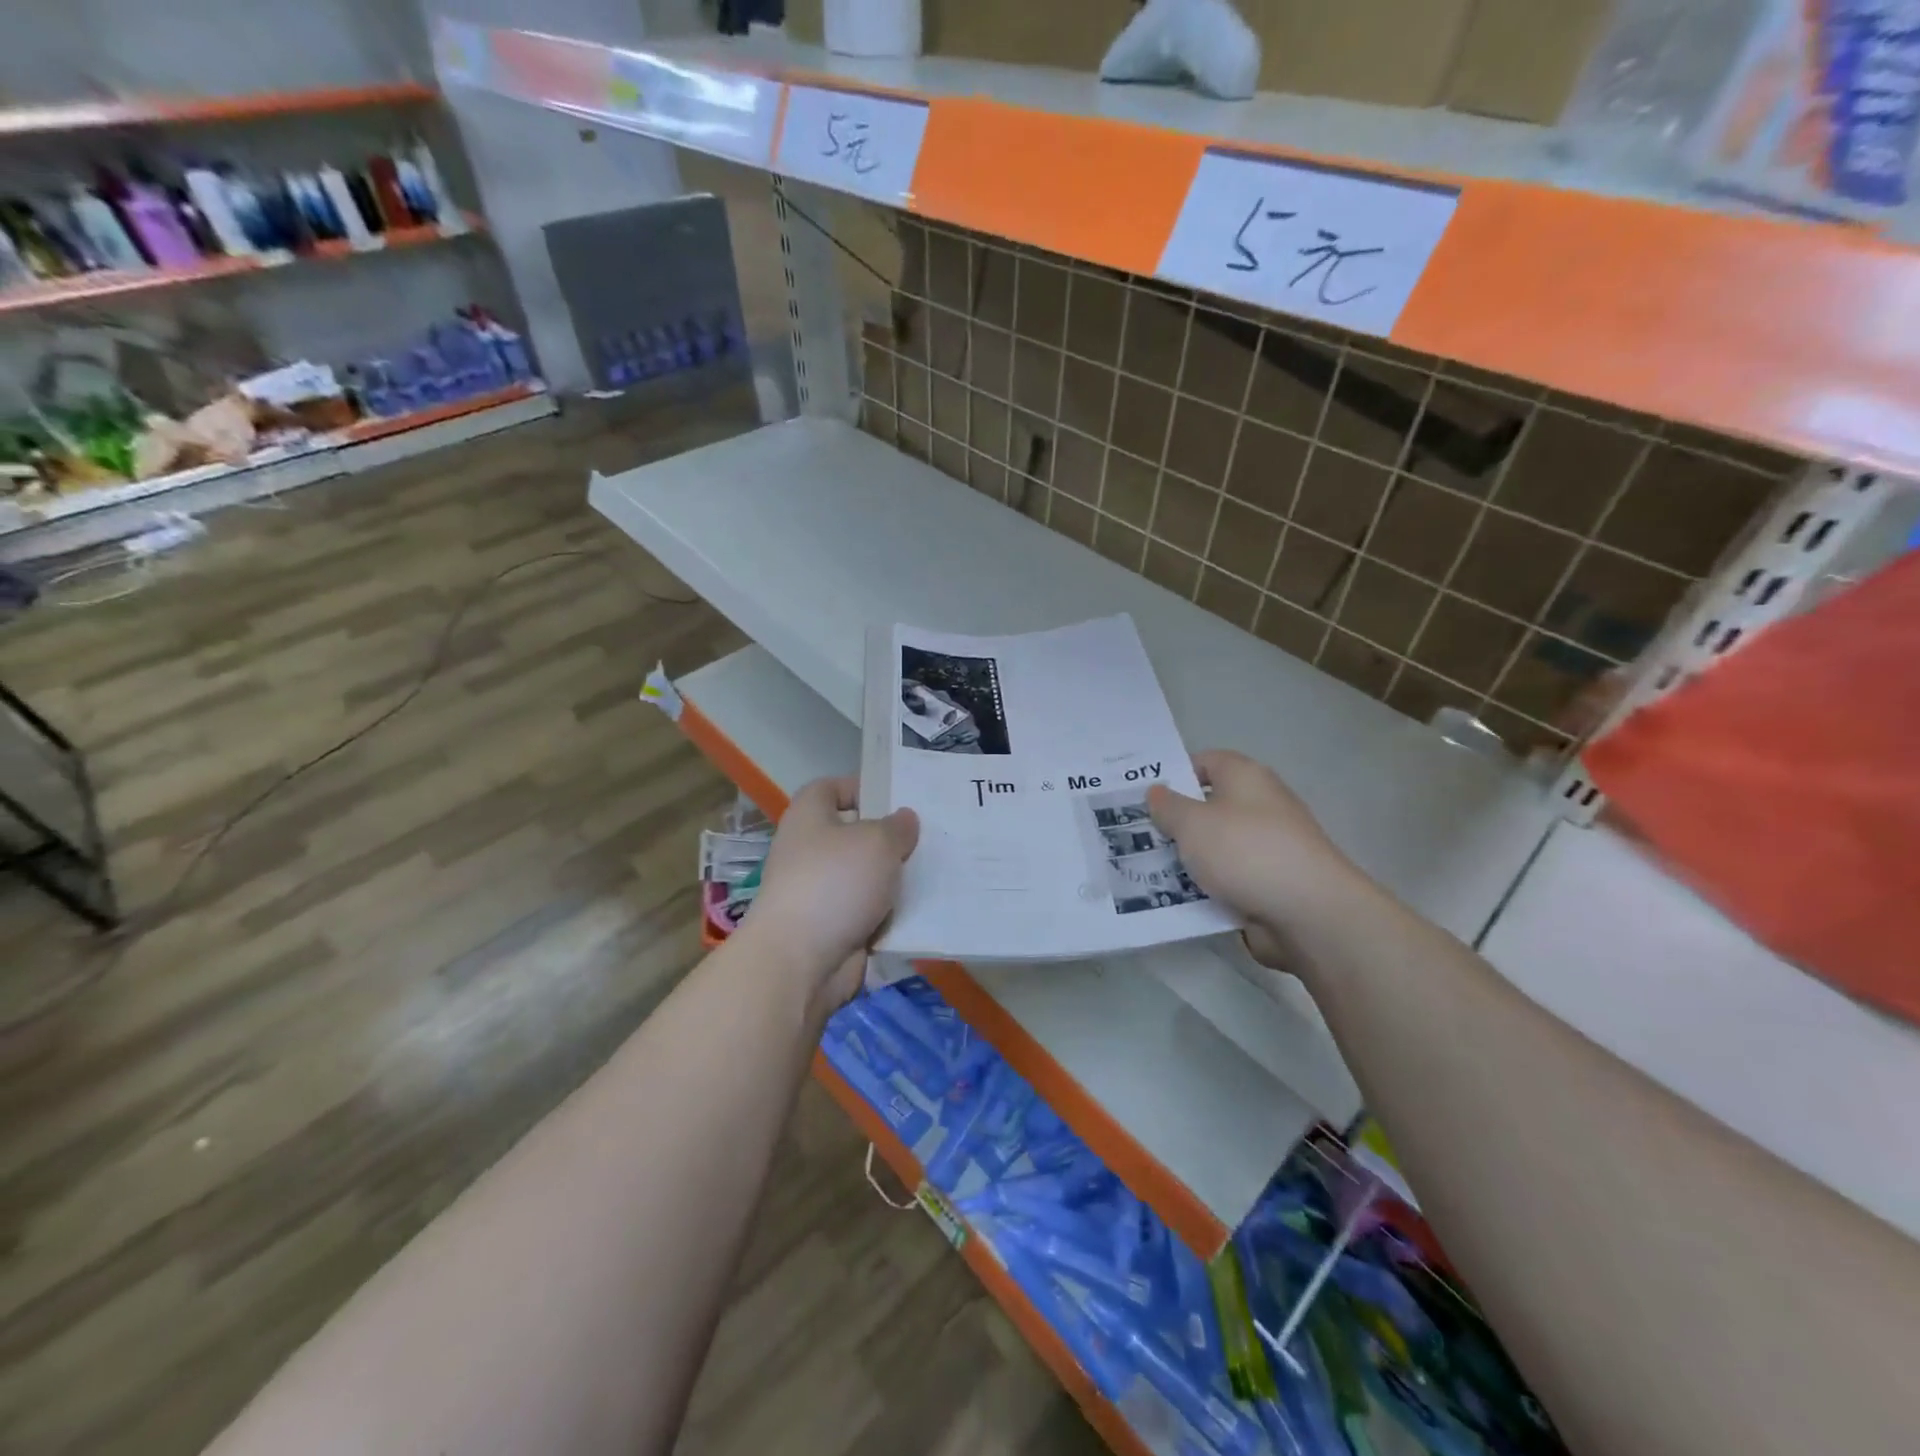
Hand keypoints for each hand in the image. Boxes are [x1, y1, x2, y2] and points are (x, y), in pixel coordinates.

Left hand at [746, 776, 918, 1009]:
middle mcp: (810, 852)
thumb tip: (903, 820)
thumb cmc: (834, 883)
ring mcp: (820, 893)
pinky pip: (870, 913)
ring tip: (936, 872)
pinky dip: (892, 915)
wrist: (800, 961)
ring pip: (867, 878)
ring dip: (895, 880)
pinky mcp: (833, 929)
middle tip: (930, 838)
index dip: (859, 788)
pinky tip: (924, 910)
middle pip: (855, 835)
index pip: (830, 788)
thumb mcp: (877, 842)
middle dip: (889, 838)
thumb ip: (897, 827)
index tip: (895, 798)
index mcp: (809, 818)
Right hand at [1147, 750, 1365, 970]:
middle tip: (1137, 836)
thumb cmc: (1245, 852)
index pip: (1205, 762)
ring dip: (1188, 859)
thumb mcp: (1192, 823)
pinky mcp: (1271, 883)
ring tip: (1147, 870)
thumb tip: (1157, 792)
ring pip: (1216, 847)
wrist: (1309, 913)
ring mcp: (1268, 846)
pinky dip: (1207, 887)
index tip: (1143, 797)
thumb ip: (1168, 806)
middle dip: (1175, 822)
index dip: (1174, 775)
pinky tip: (1177, 899)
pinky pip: (1229, 879)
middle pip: (1209, 807)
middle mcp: (1261, 805)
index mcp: (1246, 777)